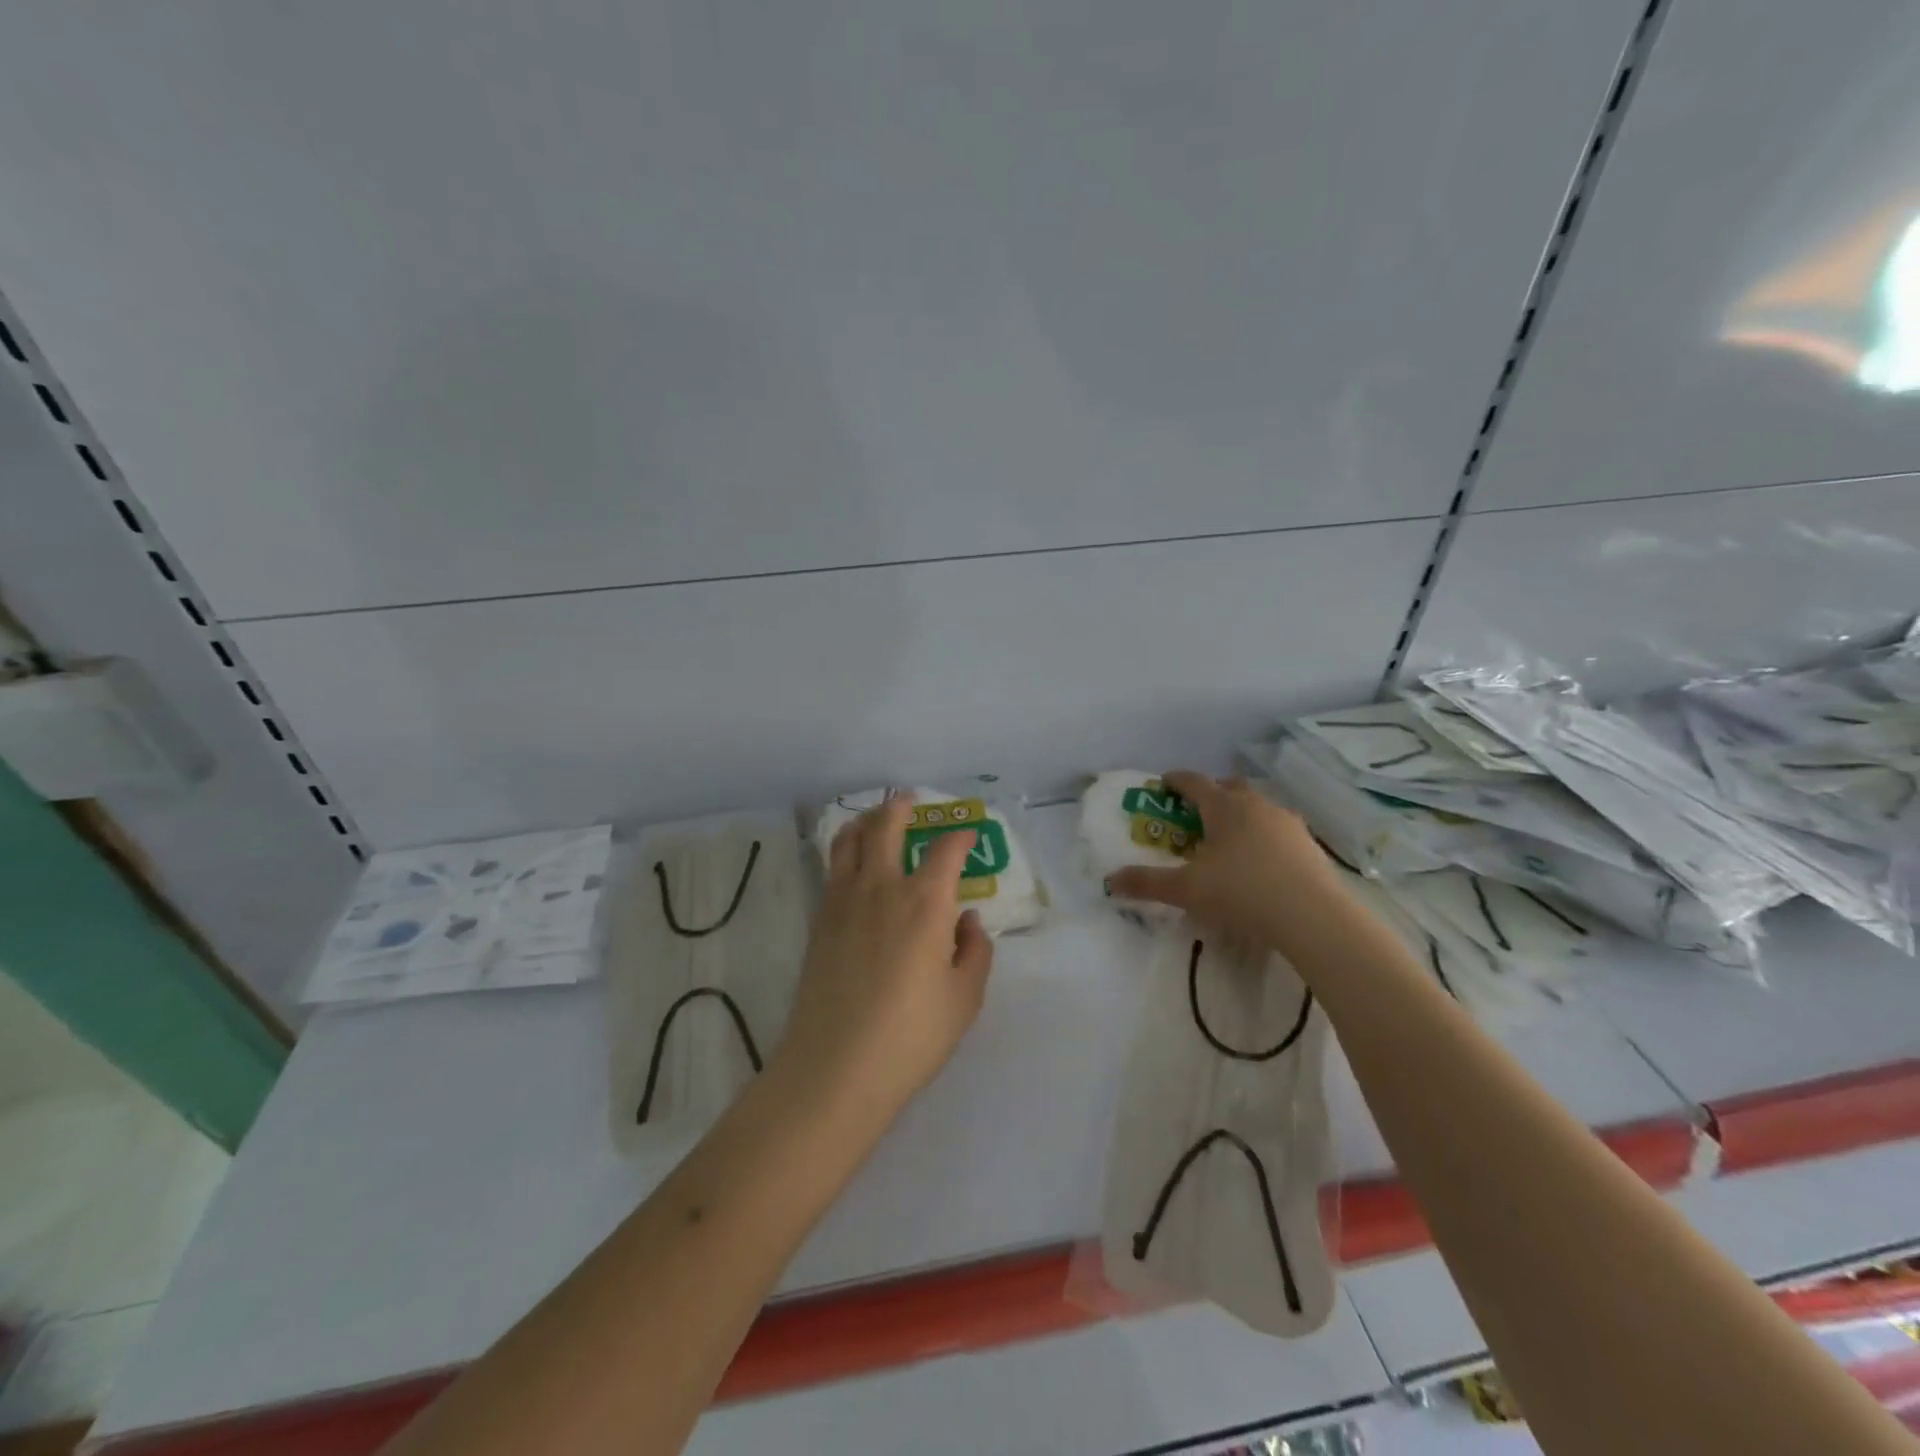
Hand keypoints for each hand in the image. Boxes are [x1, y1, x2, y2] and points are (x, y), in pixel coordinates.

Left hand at [776, 795, 994, 1115]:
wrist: (836, 1067)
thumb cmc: (912, 1036)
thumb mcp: (964, 998)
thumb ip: (974, 951)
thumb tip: (966, 920)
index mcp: (925, 902)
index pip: (946, 850)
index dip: (961, 837)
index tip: (969, 835)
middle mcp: (883, 888)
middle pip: (886, 826)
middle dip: (901, 807)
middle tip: (910, 800)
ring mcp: (844, 900)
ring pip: (849, 840)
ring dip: (866, 821)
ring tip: (875, 819)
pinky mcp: (819, 920)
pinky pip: (832, 868)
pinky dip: (845, 851)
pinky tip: (853, 863)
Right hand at [1106, 771, 1347, 957]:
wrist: (1313, 917)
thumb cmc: (1242, 892)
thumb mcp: (1186, 890)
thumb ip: (1147, 883)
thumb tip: (1111, 880)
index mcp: (1223, 806)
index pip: (1194, 782)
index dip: (1176, 781)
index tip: (1164, 784)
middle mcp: (1256, 804)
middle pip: (1229, 788)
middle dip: (1211, 795)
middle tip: (1195, 814)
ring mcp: (1287, 822)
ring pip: (1257, 807)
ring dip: (1240, 815)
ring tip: (1228, 840)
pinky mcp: (1309, 844)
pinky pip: (1278, 829)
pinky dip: (1263, 836)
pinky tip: (1260, 861)